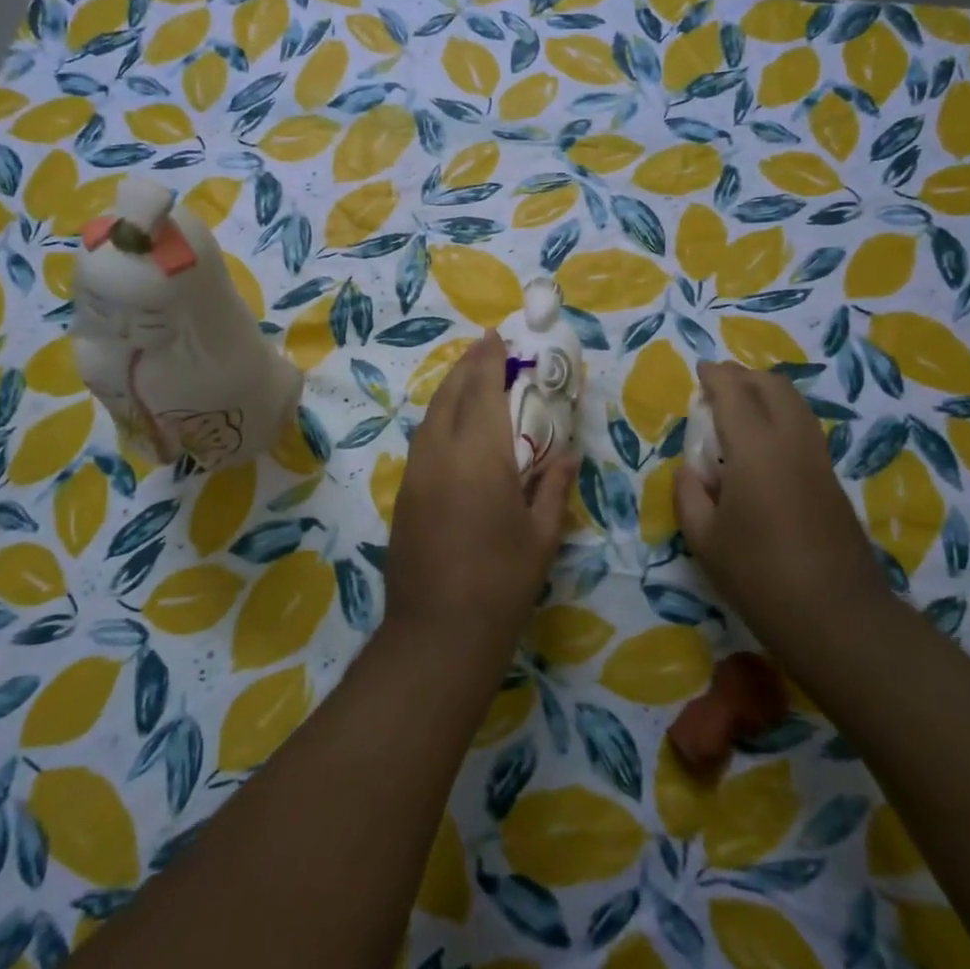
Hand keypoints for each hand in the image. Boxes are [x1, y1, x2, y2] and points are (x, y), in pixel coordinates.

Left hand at [385, 331, 573, 655]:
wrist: (437, 632)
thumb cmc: (501, 584)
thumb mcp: (542, 536)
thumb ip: (553, 486)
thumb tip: (565, 454)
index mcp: (480, 457)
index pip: (482, 391)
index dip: (489, 360)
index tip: (497, 336)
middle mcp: (441, 453)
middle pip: (450, 394)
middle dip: (467, 366)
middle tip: (485, 349)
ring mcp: (416, 472)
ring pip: (430, 415)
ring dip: (449, 389)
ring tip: (469, 378)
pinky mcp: (404, 493)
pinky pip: (422, 439)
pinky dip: (438, 418)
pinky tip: (452, 425)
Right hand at [675, 361, 878, 618]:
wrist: (836, 615)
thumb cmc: (759, 576)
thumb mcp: (704, 540)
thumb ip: (689, 494)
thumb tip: (691, 470)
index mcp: (756, 451)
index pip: (734, 394)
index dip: (715, 376)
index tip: (699, 370)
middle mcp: (792, 443)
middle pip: (774, 387)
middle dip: (744, 376)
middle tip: (718, 383)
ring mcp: (818, 460)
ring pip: (796, 404)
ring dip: (766, 393)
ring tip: (739, 405)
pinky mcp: (832, 480)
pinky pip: (804, 427)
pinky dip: (781, 415)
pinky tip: (763, 441)